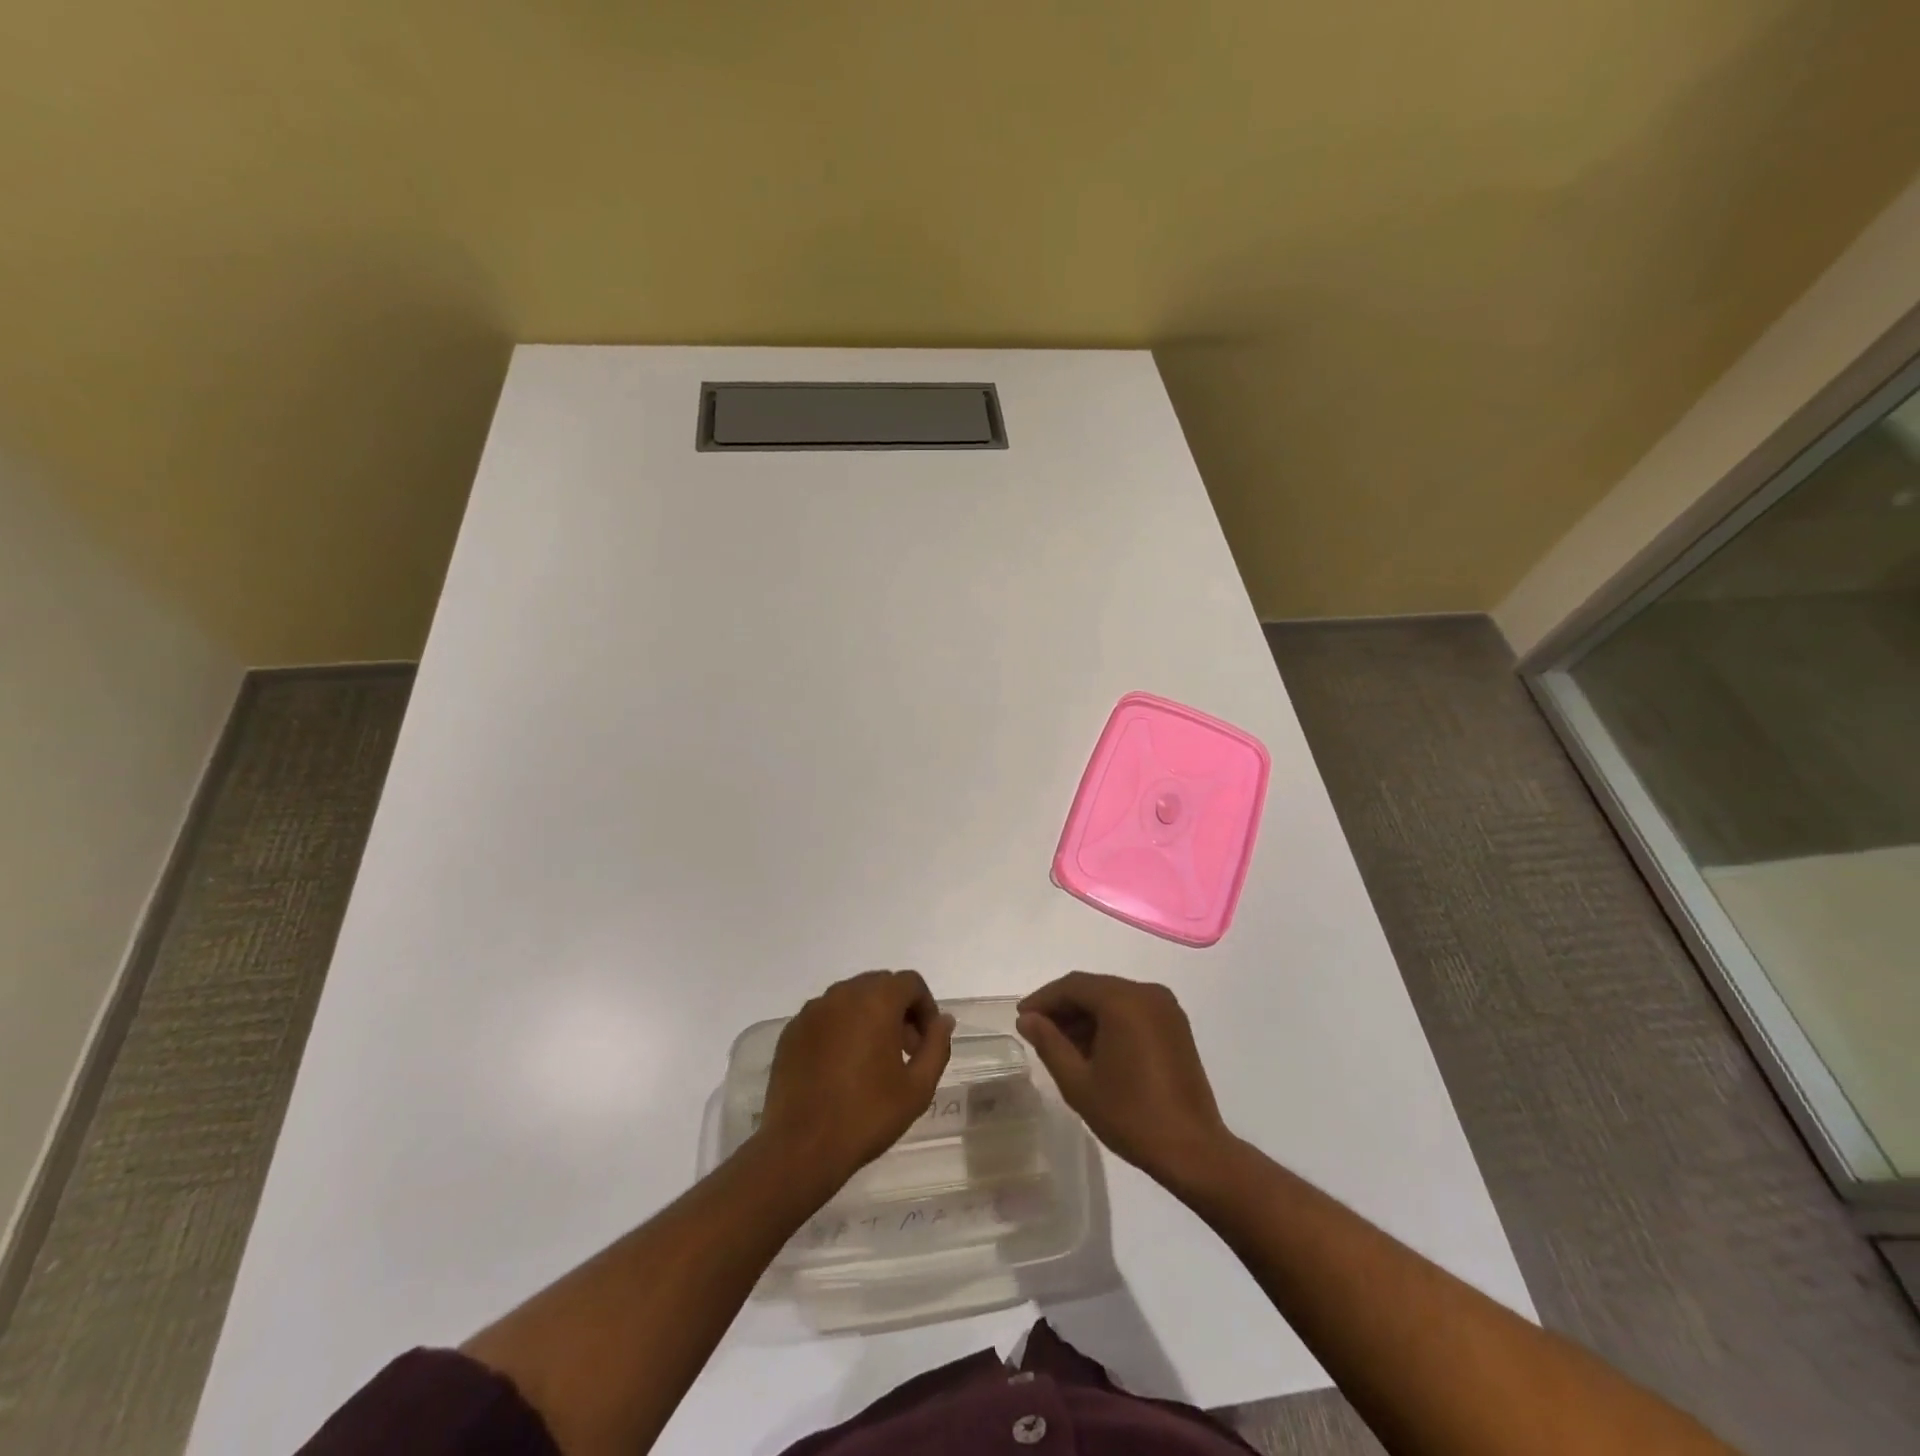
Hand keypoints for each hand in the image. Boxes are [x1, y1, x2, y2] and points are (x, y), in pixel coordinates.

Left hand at [757, 970, 954, 1187]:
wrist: (801, 1147)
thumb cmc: (866, 1115)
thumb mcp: (918, 1087)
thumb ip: (936, 1046)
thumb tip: (943, 1021)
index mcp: (876, 1001)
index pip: (909, 982)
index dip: (925, 1007)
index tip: (925, 1041)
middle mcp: (842, 995)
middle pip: (879, 985)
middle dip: (898, 1009)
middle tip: (904, 1050)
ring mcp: (812, 1011)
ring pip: (850, 998)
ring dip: (868, 1016)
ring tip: (872, 1060)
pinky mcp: (791, 1031)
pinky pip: (825, 1016)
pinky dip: (840, 1029)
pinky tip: (840, 1067)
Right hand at [1017, 972, 1232, 1191]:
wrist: (1193, 1150)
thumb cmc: (1131, 1115)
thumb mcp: (1078, 1082)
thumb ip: (1049, 1043)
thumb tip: (1028, 1020)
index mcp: (1124, 1000)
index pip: (1073, 986)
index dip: (1043, 999)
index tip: (1021, 1018)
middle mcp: (1147, 993)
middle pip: (1094, 988)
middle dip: (1063, 1007)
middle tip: (1037, 1031)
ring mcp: (1166, 1008)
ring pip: (1113, 998)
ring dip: (1085, 1015)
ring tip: (1060, 1044)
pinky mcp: (1175, 1026)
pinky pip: (1132, 1010)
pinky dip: (1109, 1021)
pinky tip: (1092, 1048)